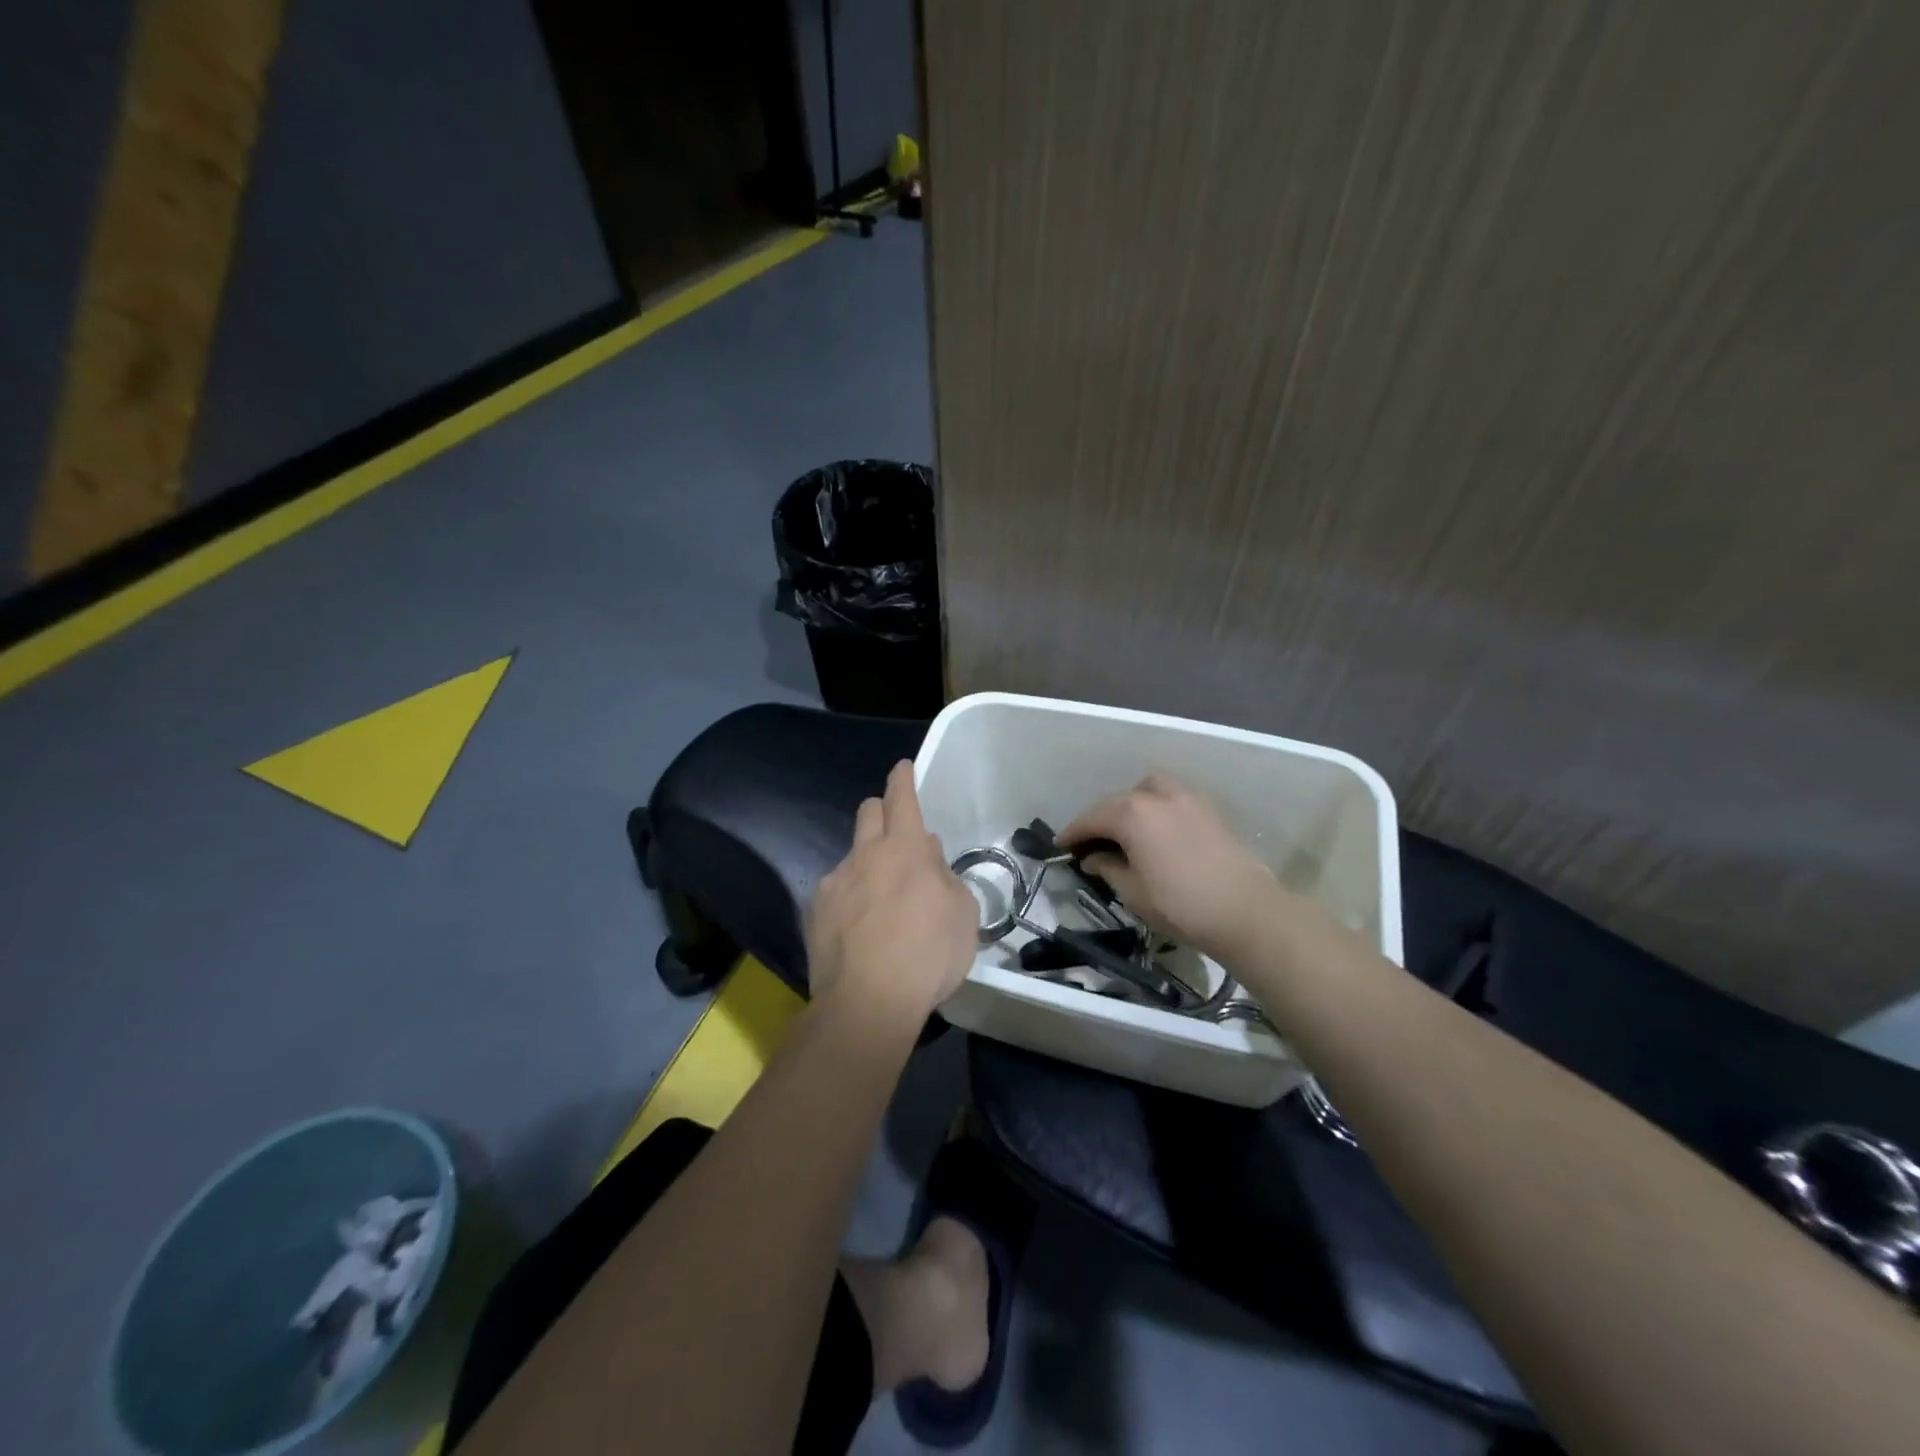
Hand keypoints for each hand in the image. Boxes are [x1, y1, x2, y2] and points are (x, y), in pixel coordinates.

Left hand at [807, 761, 979, 1024]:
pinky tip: (859, 928)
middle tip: (898, 834)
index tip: (902, 768)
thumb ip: (944, 875)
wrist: (867, 1003)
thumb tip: (927, 854)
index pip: (901, 797)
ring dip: (868, 862)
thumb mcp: (961, 913)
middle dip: (883, 811)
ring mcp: (834, 882)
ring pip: (852, 854)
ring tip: (882, 900)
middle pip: (868, 812)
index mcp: (904, 849)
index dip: (903, 778)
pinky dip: (850, 897)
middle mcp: (864, 855)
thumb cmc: (928, 954)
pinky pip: (836, 890)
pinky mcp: (814, 912)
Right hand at [1060, 773, 1287, 959]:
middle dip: (1100, 818)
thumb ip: (1108, 868)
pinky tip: (1157, 831)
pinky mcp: (1210, 809)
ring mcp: (1188, 798)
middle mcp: (1157, 796)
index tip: (1060, 846)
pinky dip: (1156, 808)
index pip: (1091, 818)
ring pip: (1148, 790)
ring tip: (1125, 830)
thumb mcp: (1133, 892)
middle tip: (1089, 842)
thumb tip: (1093, 858)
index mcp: (1132, 813)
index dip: (1073, 832)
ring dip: (1130, 805)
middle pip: (1118, 801)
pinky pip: (1172, 798)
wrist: (1246, 911)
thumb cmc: (1180, 904)